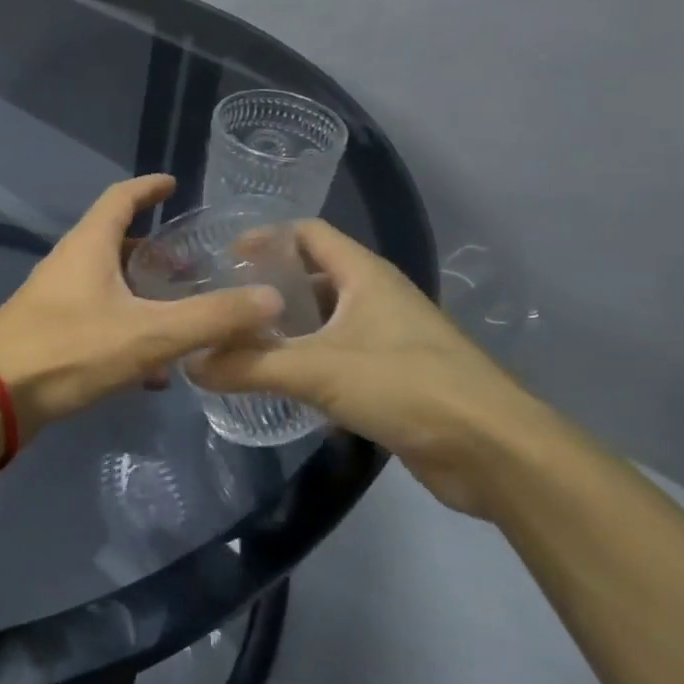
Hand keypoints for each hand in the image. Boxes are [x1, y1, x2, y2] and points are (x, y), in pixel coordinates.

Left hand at [0, 175, 281, 435]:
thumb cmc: (69, 349)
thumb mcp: (149, 333)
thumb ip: (211, 317)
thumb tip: (271, 298)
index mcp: (89, 246)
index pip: (120, 198)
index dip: (148, 187)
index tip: (173, 184)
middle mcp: (69, 263)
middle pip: (115, 242)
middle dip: (154, 251)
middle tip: (192, 264)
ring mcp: (54, 298)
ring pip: (108, 285)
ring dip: (143, 295)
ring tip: (183, 314)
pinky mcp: (48, 332)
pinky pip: (97, 319)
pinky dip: (127, 330)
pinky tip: (153, 369)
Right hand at [186, 220, 552, 515]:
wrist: (493, 451)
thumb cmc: (406, 386)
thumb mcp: (316, 371)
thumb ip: (248, 366)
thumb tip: (190, 364)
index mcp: (364, 274)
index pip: (307, 232)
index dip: (265, 237)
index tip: (222, 257)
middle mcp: (376, 296)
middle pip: (311, 275)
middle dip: (267, 286)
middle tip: (221, 304)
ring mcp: (387, 336)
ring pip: (323, 318)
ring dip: (284, 327)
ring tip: (237, 341)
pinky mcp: (392, 375)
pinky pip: (336, 353)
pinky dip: (304, 359)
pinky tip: (275, 380)